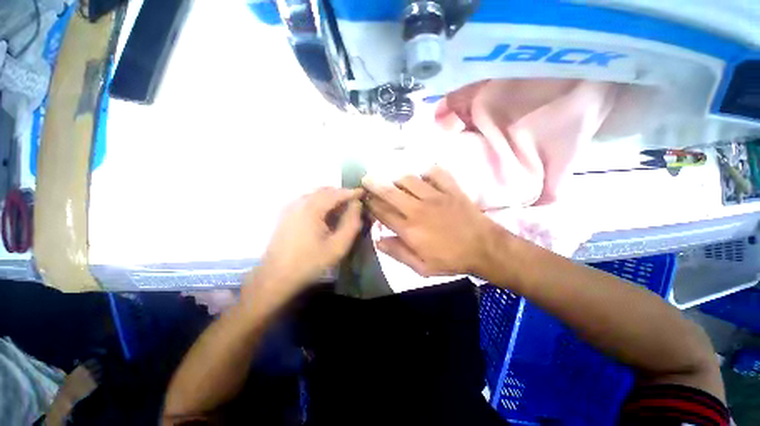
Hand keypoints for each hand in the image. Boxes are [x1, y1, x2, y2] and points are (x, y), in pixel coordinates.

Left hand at [246, 188, 362, 302]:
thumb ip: (351, 223)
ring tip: (342, 209)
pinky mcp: (286, 214)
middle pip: (324, 191)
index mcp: (311, 208)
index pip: (336, 193)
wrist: (276, 277)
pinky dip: (320, 202)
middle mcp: (299, 202)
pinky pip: (307, 201)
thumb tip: (357, 205)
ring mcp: (290, 207)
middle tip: (354, 203)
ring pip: (315, 194)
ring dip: (331, 198)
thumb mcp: (338, 246)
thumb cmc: (310, 262)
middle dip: (341, 194)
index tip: (364, 193)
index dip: (351, 192)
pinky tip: (326, 215)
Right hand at [362, 166, 494, 276]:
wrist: (484, 249)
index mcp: (410, 229)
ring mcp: (435, 196)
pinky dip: (427, 172)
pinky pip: (436, 173)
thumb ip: (398, 253)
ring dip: (397, 179)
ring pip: (409, 180)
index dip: (371, 205)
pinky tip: (423, 176)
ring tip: (394, 181)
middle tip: (366, 179)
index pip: (383, 212)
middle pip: (390, 192)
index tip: (365, 199)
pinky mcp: (451, 189)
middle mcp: (418, 209)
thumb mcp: (422, 267)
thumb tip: (378, 241)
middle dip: (374, 184)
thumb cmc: (451, 260)